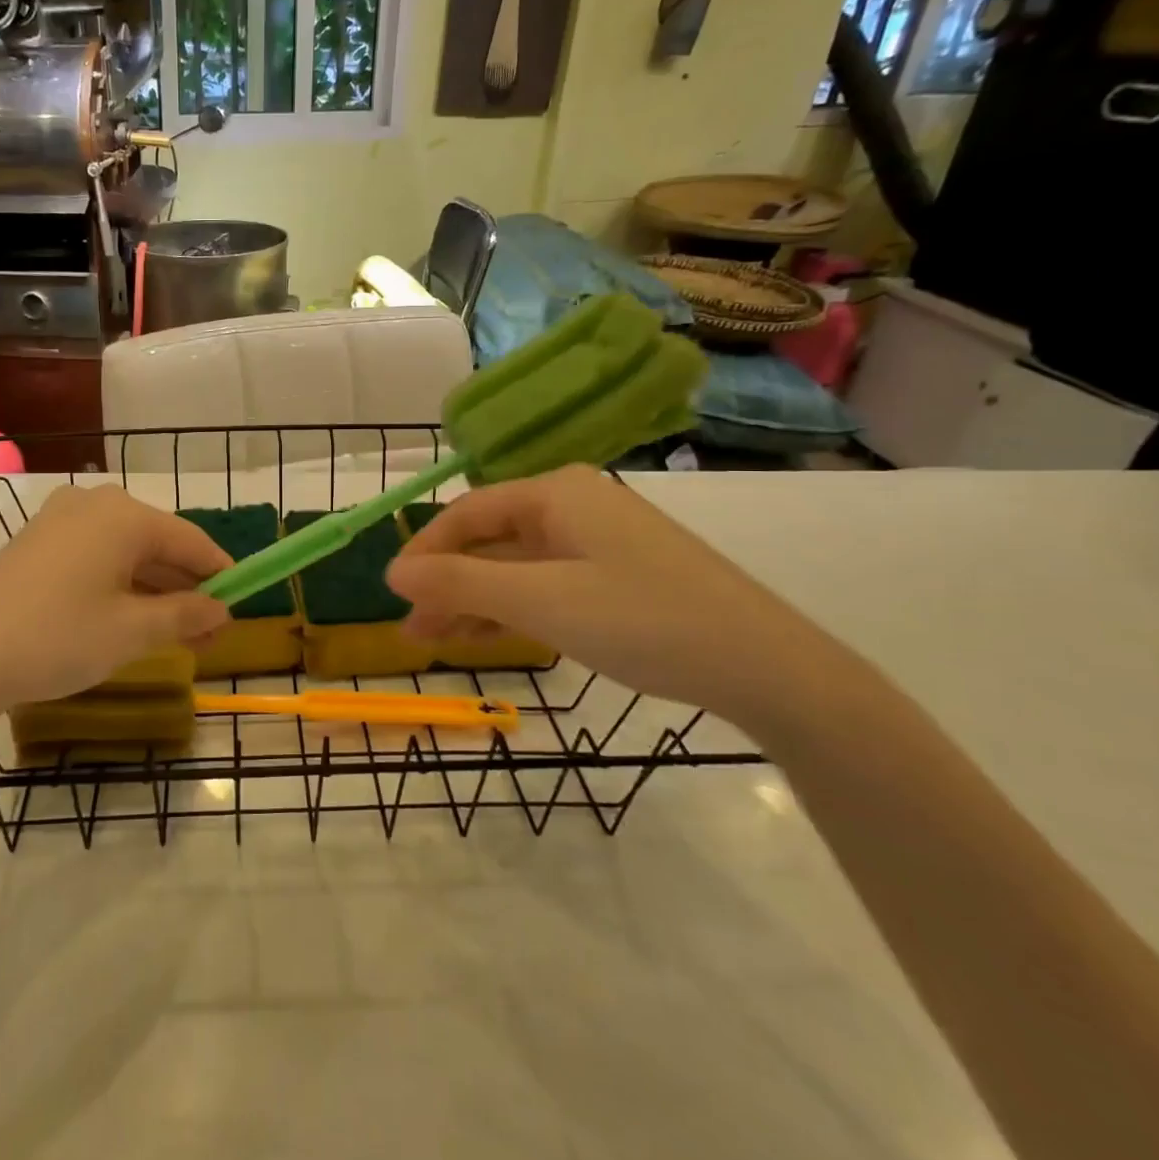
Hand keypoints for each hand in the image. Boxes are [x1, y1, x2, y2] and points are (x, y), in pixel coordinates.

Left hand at [0, 485, 231, 728]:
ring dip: (153, 589)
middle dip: (186, 587)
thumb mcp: (132, 631)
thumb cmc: (58, 637)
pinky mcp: (35, 542)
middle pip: (158, 543)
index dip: (220, 573)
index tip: (240, 603)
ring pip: (125, 551)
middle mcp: (94, 504)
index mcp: (125, 515)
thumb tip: (221, 609)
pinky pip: (94, 555)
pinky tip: (126, 617)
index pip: (191, 540)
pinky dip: (118, 583)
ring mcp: (59, 519)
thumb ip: (185, 615)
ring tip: (174, 632)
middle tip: (207, 632)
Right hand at [386, 465, 860, 725]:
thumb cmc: (642, 619)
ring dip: (475, 600)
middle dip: (447, 583)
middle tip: (413, 630)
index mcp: (554, 492)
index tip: (395, 594)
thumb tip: (392, 570)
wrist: (766, 666)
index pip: (466, 514)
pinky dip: (513, 608)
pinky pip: (545, 583)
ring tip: (438, 641)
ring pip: (515, 566)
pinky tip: (489, 636)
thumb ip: (460, 582)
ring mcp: (597, 540)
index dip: (424, 552)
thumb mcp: (539, 600)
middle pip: (488, 540)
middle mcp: (572, 504)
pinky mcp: (616, 574)